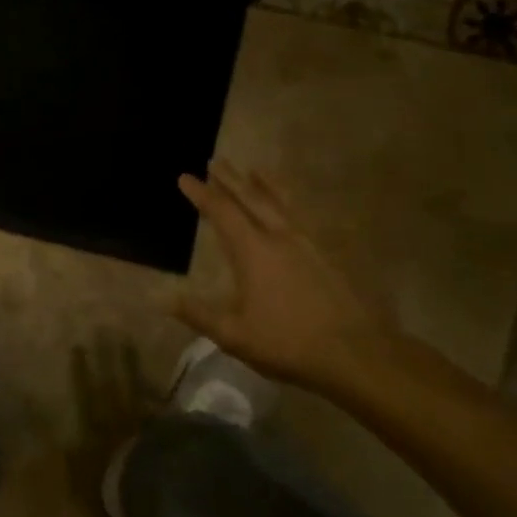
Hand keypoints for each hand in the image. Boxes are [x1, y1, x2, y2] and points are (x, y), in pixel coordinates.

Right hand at [172, 160, 391, 389]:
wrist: (357, 354)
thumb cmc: (288, 343)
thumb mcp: (234, 334)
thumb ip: (196, 313)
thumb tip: (158, 296)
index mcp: (253, 251)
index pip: (221, 212)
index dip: (201, 194)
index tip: (185, 177)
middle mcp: (280, 237)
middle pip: (251, 199)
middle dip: (230, 179)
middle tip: (215, 161)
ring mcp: (309, 244)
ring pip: (282, 203)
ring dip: (264, 184)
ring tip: (255, 169)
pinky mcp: (330, 255)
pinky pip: (304, 218)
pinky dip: (292, 204)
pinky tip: (293, 208)